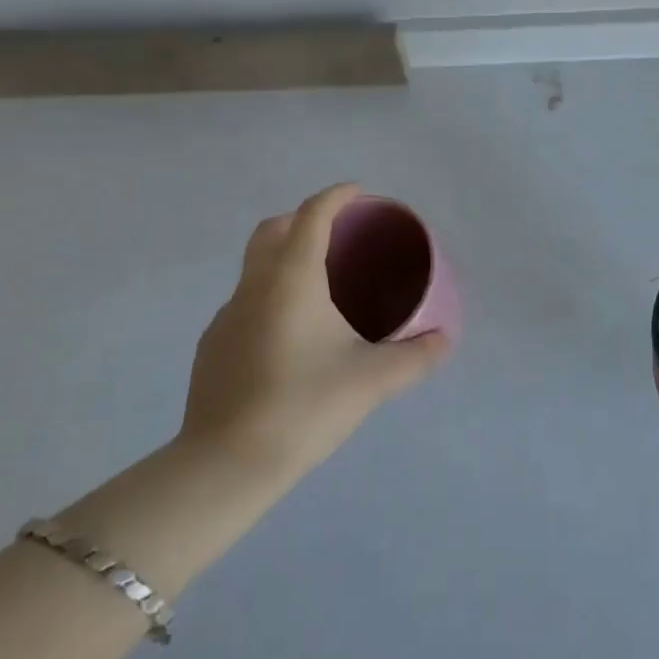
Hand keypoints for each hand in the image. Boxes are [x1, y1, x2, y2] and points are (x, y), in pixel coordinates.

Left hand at [178, 183, 450, 487]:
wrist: (225, 466)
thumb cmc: (303, 406)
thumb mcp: (370, 381)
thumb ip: (414, 357)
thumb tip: (446, 340)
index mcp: (292, 278)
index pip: (312, 215)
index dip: (336, 196)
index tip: (358, 192)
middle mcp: (254, 285)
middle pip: (272, 229)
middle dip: (302, 219)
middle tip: (335, 234)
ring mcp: (226, 315)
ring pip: (255, 266)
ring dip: (283, 258)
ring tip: (318, 287)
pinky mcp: (212, 346)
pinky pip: (245, 302)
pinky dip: (268, 297)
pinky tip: (288, 336)